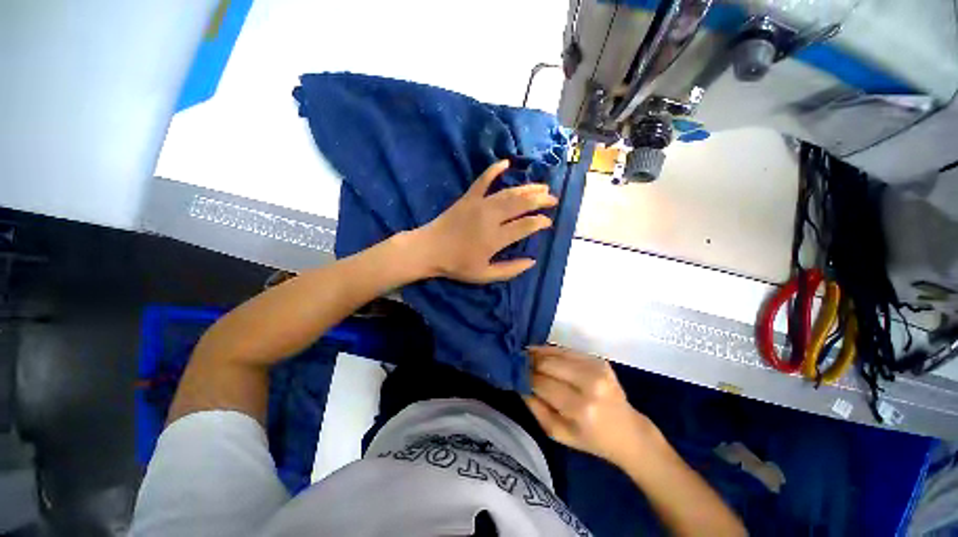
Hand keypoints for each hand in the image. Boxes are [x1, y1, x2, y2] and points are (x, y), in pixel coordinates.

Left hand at [409, 160, 556, 283]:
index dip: (540, 222)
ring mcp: (479, 204)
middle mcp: (491, 217)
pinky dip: (494, 170)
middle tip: (552, 199)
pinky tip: (506, 162)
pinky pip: (483, 180)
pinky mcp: (468, 198)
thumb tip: (532, 261)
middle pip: (521, 204)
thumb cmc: (457, 265)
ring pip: (508, 192)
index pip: (526, 226)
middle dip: (540, 200)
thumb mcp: (485, 275)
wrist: (429, 249)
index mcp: (496, 238)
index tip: (548, 222)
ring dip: (527, 187)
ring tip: (542, 186)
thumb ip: (510, 270)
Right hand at [525, 345, 657, 465]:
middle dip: (529, 361)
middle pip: (548, 364)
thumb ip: (535, 407)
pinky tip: (542, 353)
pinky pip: (567, 350)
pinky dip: (551, 351)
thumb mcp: (557, 433)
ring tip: (525, 355)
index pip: (541, 383)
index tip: (511, 371)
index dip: (524, 375)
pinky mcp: (598, 359)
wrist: (627, 431)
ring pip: (556, 352)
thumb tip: (518, 382)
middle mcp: (590, 383)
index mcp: (580, 408)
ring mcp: (596, 368)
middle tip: (516, 361)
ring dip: (538, 353)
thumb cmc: (590, 438)